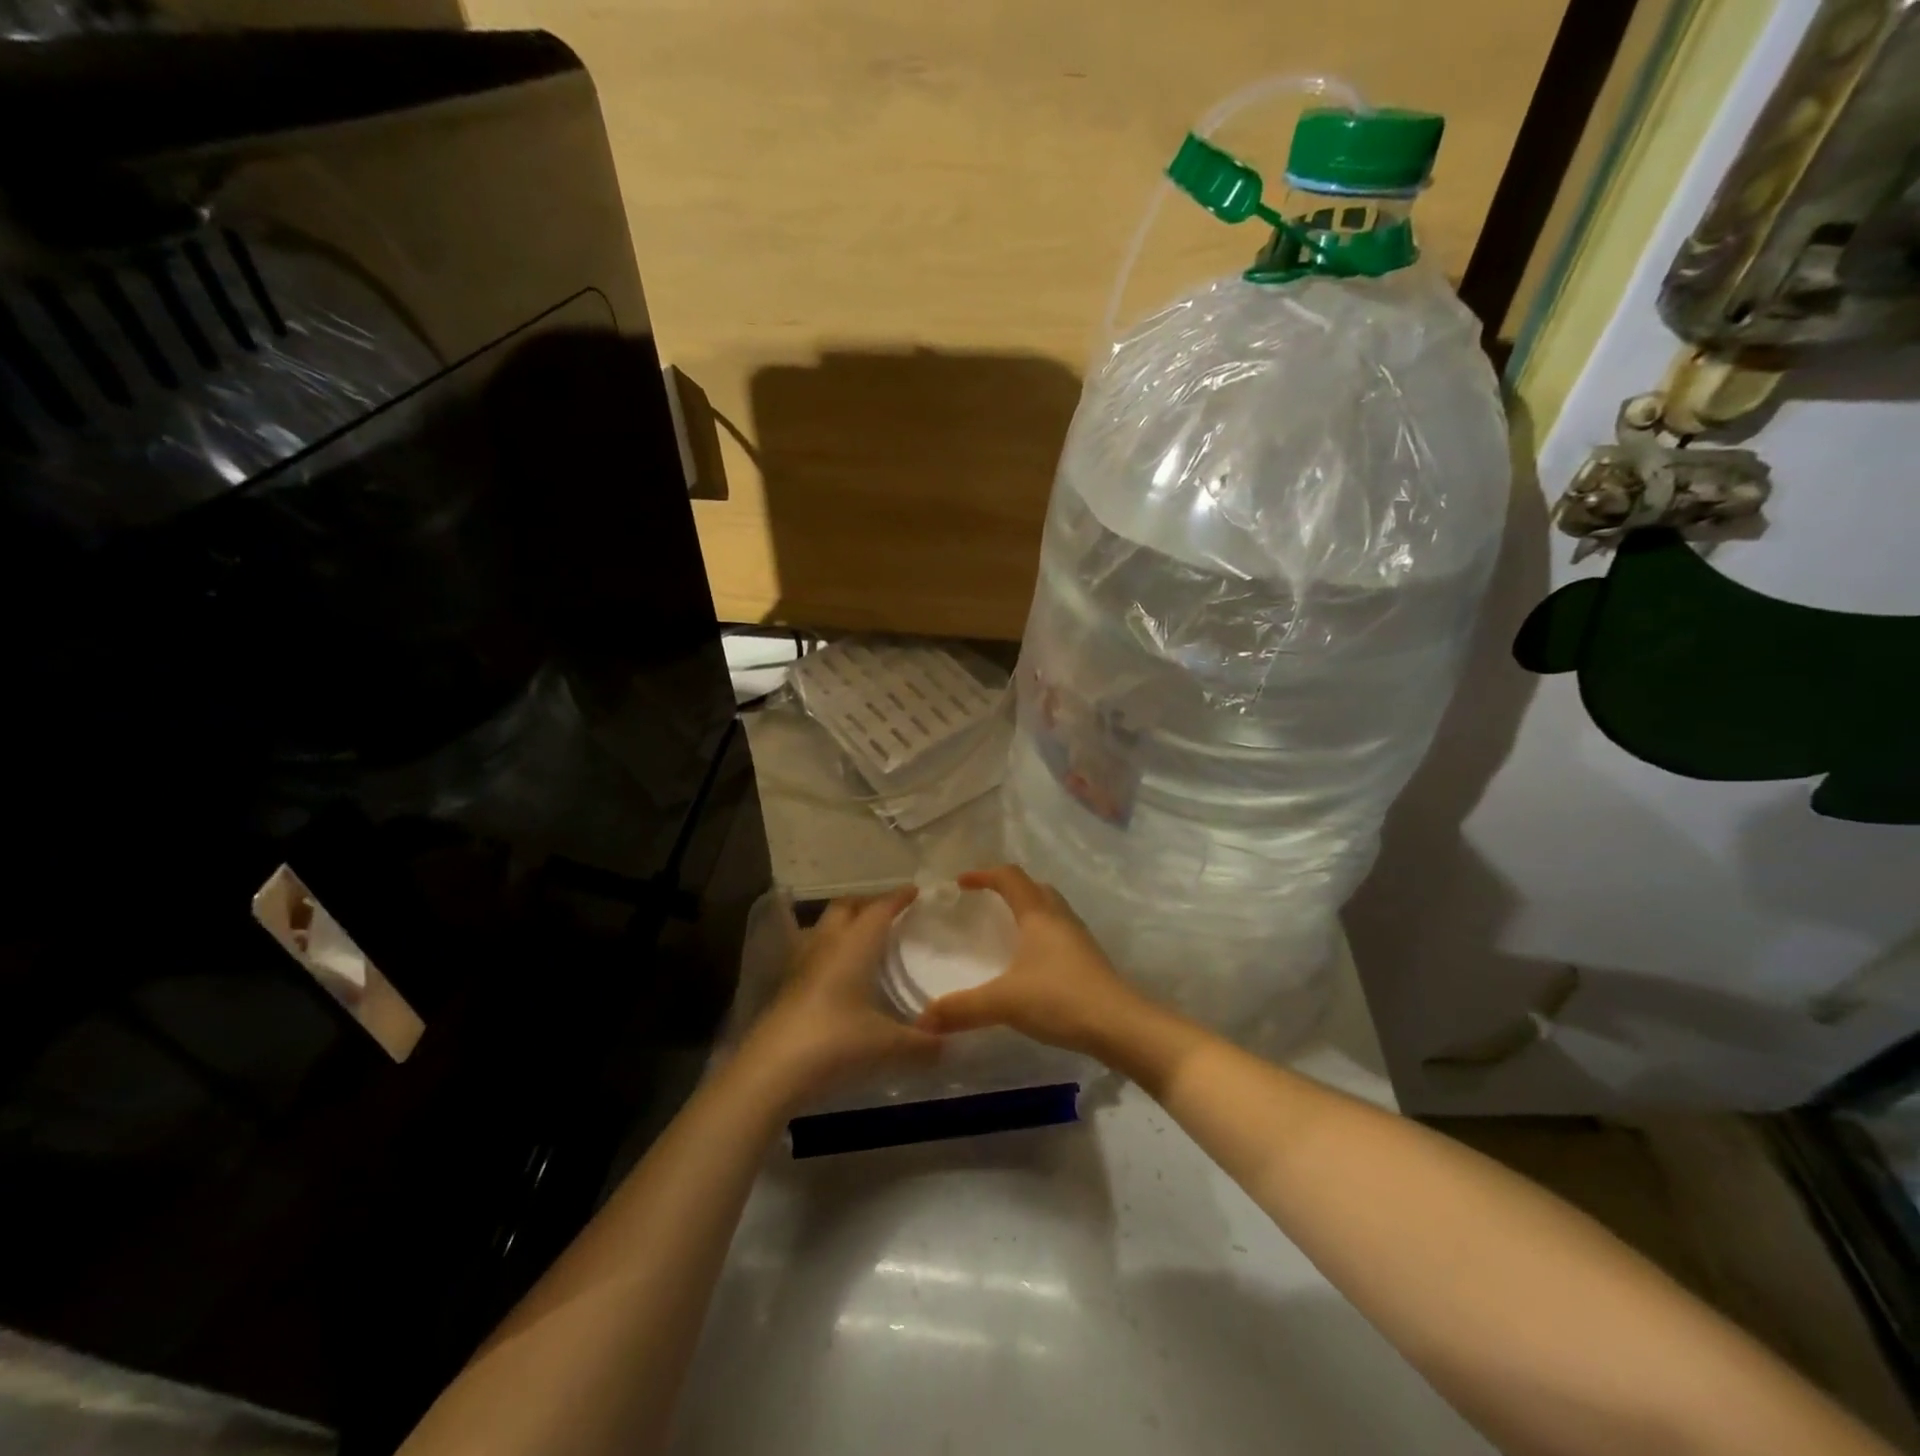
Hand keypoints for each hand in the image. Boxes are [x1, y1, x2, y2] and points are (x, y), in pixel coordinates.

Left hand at [740, 887, 940, 1106]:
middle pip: (845, 907)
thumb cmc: (837, 1042)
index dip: (898, 898)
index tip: (915, 891)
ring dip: (842, 925)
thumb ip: (923, 1044)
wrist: (772, 1070)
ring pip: (822, 927)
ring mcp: (800, 964)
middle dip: (866, 903)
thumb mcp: (888, 1045)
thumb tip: (951, 1047)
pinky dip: (827, 952)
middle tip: (888, 912)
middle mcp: (826, 944)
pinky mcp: (785, 987)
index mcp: (855, 945)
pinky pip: (810, 953)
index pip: (879, 909)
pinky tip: (836, 975)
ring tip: (861, 939)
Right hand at [914, 865, 1147, 1057]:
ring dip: (1028, 910)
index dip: (983, 874)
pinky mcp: (1089, 960)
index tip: (960, 883)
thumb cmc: (1060, 999)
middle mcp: (1060, 918)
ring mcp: (1079, 938)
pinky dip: (1041, 934)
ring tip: (1006, 930)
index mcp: (1038, 914)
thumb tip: (922, 1020)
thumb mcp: (1004, 1002)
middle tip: (985, 902)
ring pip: (1050, 909)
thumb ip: (962, 1009)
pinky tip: (1031, 962)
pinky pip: (1059, 933)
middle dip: (1008, 888)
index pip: (1009, 877)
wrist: (1121, 1026)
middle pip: (1034, 888)